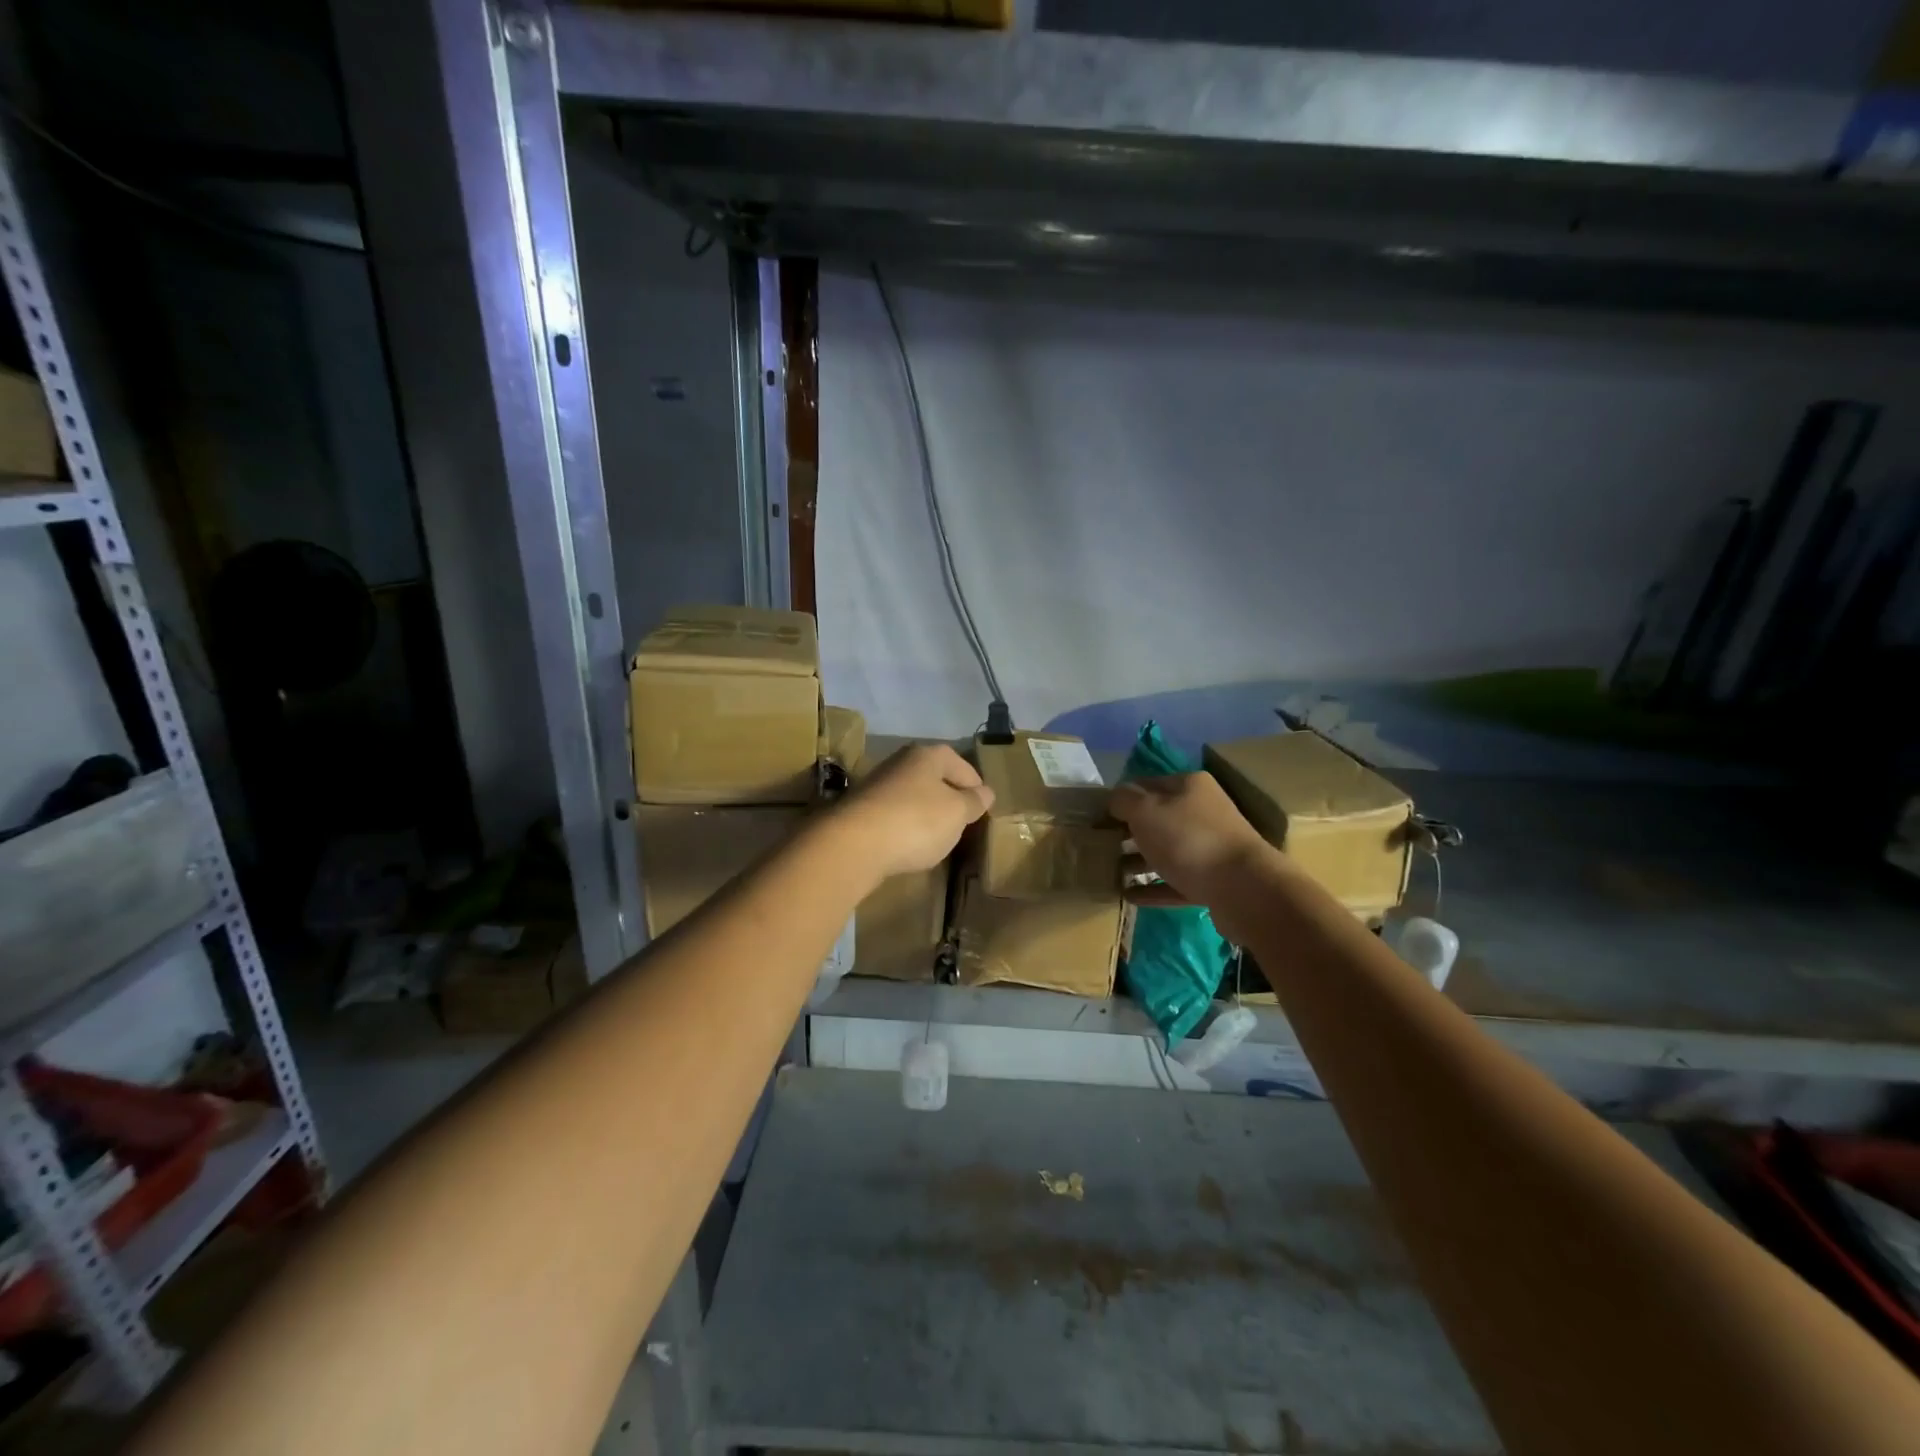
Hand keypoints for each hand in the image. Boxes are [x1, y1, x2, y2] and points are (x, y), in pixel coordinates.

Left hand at [831, 743, 993, 882]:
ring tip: (937, 836)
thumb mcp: (957, 813)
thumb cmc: (917, 821)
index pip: (962, 765)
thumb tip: (986, 792)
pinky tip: (908, 844)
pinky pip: (893, 814)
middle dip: (949, 797)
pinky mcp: (860, 810)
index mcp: (928, 755)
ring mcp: (877, 785)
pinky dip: (905, 826)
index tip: (983, 808)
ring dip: (925, 812)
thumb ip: (974, 802)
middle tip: (962, 822)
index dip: (976, 786)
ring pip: (912, 795)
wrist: (854, 844)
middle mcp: (900, 761)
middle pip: (934, 777)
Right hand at [1110, 772, 1280, 938]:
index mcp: (1188, 786)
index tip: (1094, 819)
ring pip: (1165, 850)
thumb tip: (1114, 800)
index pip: (1144, 784)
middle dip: (1127, 831)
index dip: (1118, 800)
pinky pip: (1175, 881)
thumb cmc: (1188, 839)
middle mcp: (1202, 811)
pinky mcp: (1213, 881)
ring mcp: (1209, 847)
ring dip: (1137, 861)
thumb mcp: (1145, 810)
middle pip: (1156, 818)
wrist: (1244, 888)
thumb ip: (1123, 800)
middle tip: (1098, 846)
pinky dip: (1152, 887)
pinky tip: (1128, 895)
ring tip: (1109, 872)